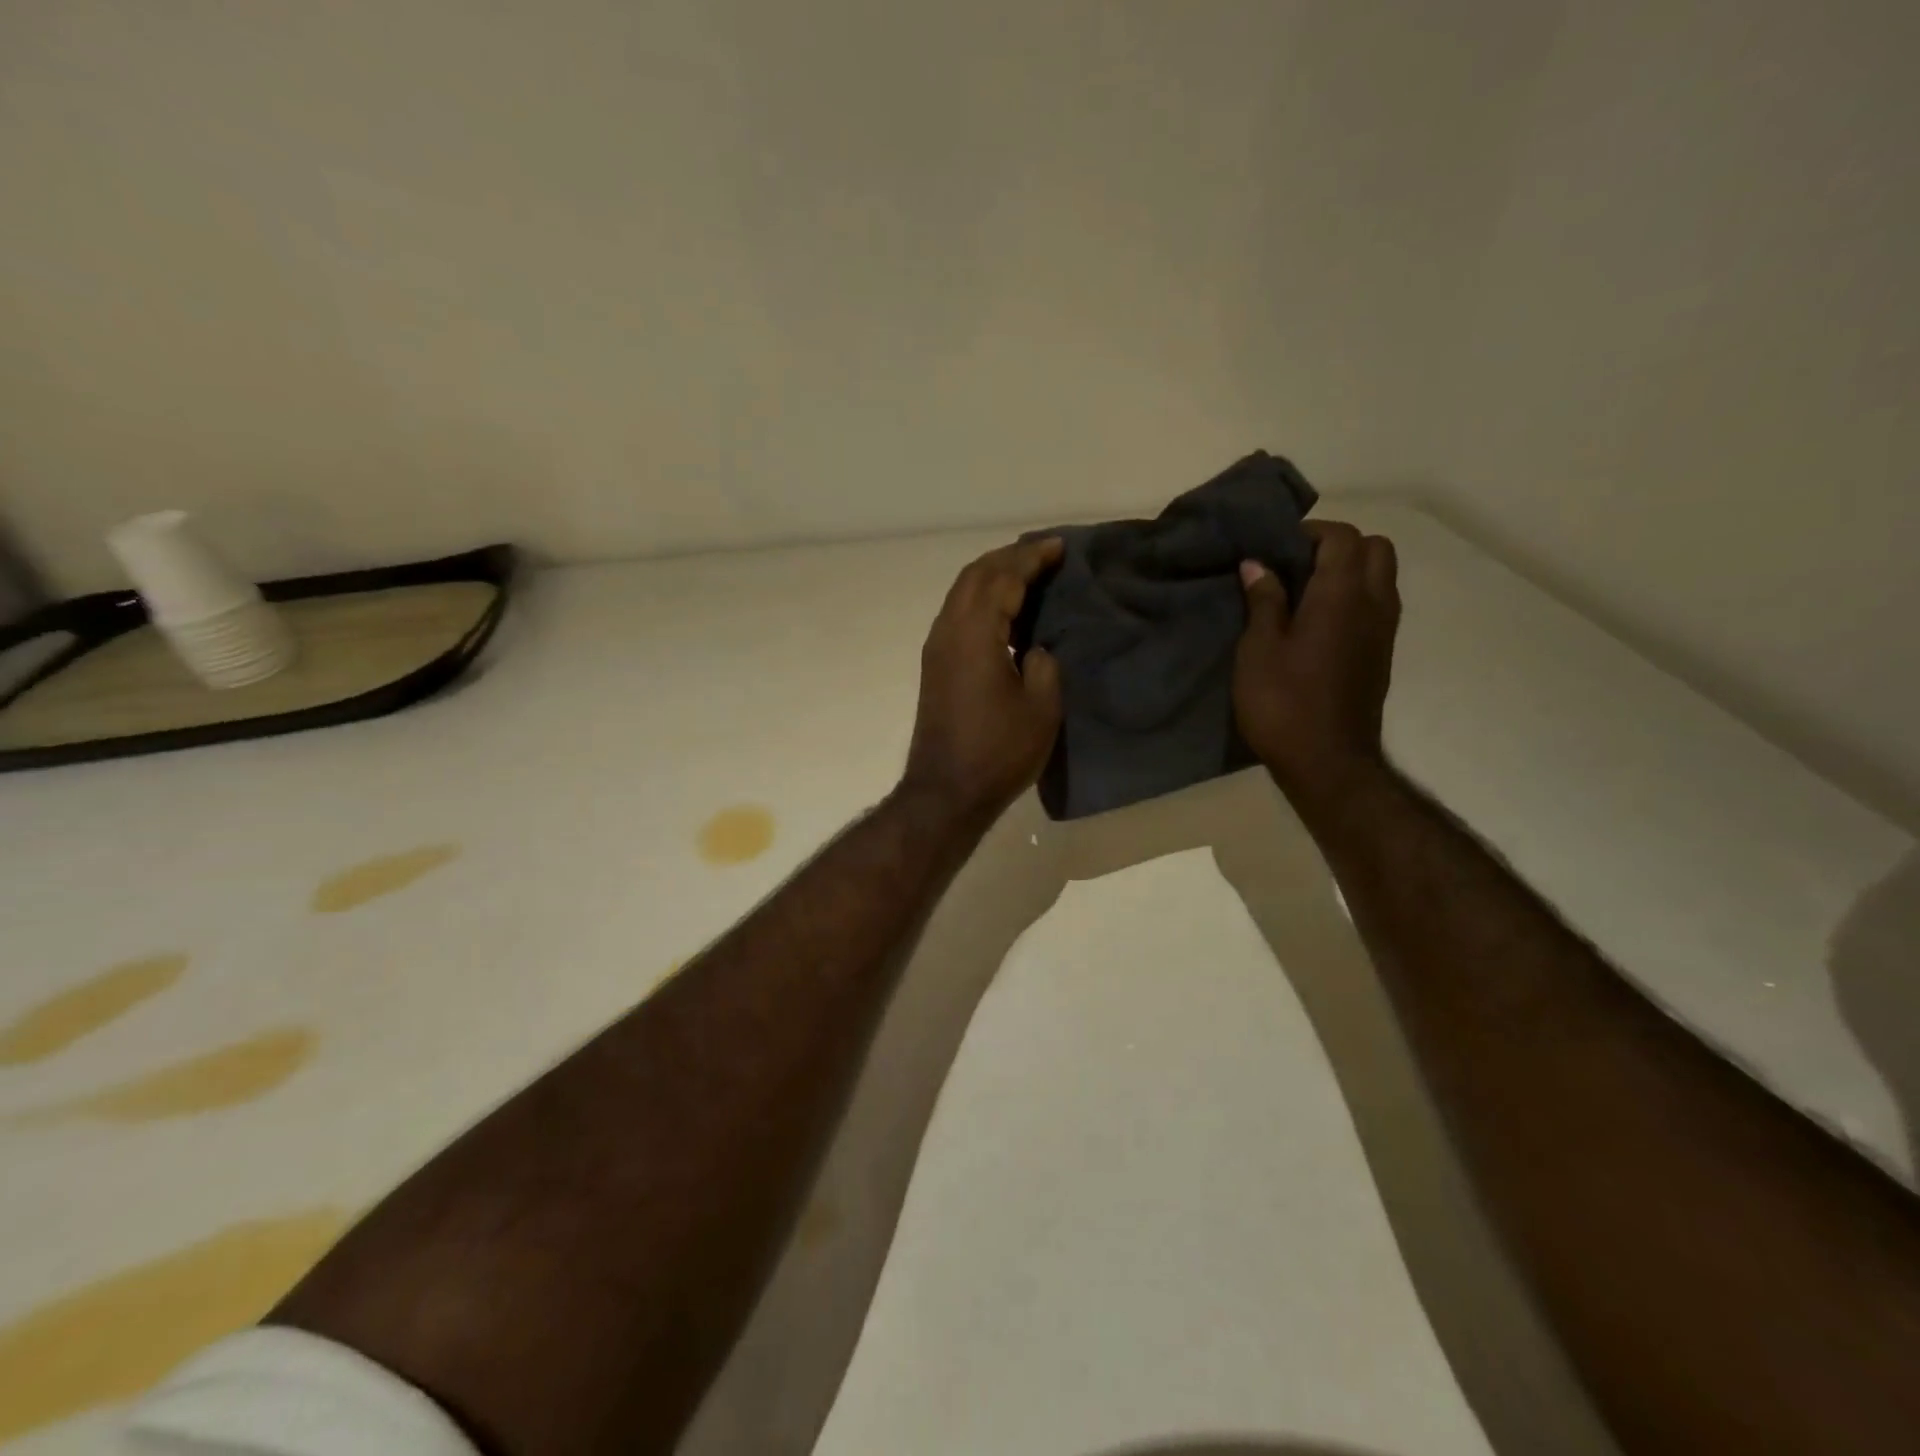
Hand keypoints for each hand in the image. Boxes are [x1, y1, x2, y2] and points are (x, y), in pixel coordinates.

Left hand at [902, 537, 1063, 820]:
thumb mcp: (1041, 707)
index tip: (1059, 547)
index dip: (1032, 558)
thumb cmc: (999, 751)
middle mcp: (948, 630)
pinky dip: (982, 600)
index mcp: (975, 633)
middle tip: (1044, 554)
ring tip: (1026, 574)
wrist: (946, 791)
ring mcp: (936, 648)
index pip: (1003, 578)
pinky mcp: (935, 666)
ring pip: (962, 593)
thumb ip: (1043, 664)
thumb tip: (1032, 648)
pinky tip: (1004, 612)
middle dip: (1009, 558)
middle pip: (975, 575)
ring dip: (992, 577)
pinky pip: (958, 614)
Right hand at [1233, 520, 1400, 812]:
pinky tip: (1316, 624)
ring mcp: (1384, 631)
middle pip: (1375, 548)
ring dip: (1348, 572)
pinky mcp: (1382, 654)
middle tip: (1295, 567)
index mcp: (1342, 596)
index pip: (1342, 537)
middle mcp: (1374, 604)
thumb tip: (1258, 564)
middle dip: (1338, 546)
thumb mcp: (1258, 650)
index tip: (1275, 548)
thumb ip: (1263, 601)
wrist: (1326, 762)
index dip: (1310, 533)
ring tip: (1302, 594)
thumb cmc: (1283, 702)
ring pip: (1381, 577)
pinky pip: (1377, 605)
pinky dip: (1353, 598)